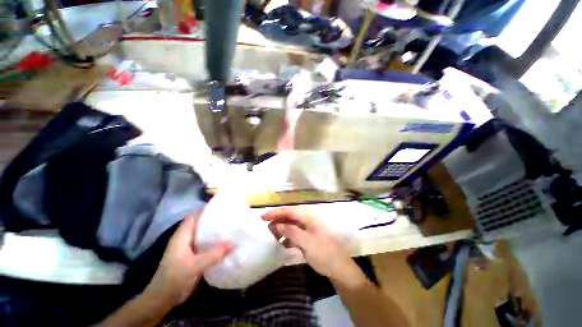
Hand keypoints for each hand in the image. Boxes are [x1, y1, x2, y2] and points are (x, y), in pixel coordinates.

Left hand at [144, 214, 233, 306]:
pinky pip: (207, 244)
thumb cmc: (174, 278)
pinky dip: (215, 242)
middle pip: (202, 223)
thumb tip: (233, 245)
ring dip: (216, 232)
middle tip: (231, 217)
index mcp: (183, 235)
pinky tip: (226, 243)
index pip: (196, 215)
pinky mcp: (194, 256)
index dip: (207, 210)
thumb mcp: (194, 266)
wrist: (163, 299)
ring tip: (232, 228)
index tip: (223, 207)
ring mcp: (190, 247)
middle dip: (215, 220)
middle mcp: (187, 238)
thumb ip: (214, 255)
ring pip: (205, 234)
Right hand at [262, 208, 364, 284]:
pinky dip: (287, 239)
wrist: (339, 269)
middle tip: (265, 228)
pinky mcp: (307, 240)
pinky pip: (294, 236)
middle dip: (277, 221)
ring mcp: (308, 231)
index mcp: (309, 218)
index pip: (290, 211)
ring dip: (281, 230)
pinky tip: (281, 245)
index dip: (276, 213)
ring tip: (271, 236)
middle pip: (290, 218)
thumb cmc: (324, 253)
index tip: (263, 217)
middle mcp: (308, 222)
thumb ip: (291, 232)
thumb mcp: (307, 242)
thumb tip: (277, 224)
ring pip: (291, 227)